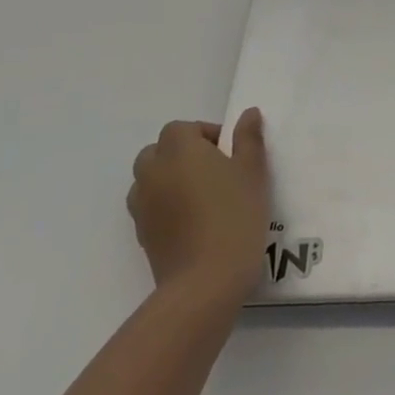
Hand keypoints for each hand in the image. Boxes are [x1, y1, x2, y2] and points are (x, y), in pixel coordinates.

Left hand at [127, 110, 270, 300]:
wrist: (205, 280)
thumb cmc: (235, 215)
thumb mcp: (253, 172)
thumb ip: (249, 139)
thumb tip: (248, 114)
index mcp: (179, 149)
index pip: (182, 128)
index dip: (205, 135)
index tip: (229, 153)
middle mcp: (153, 171)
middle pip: (159, 151)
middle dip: (182, 155)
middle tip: (215, 173)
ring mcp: (142, 205)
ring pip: (150, 179)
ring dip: (170, 180)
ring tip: (201, 198)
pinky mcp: (141, 234)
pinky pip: (150, 207)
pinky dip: (165, 207)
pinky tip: (192, 223)